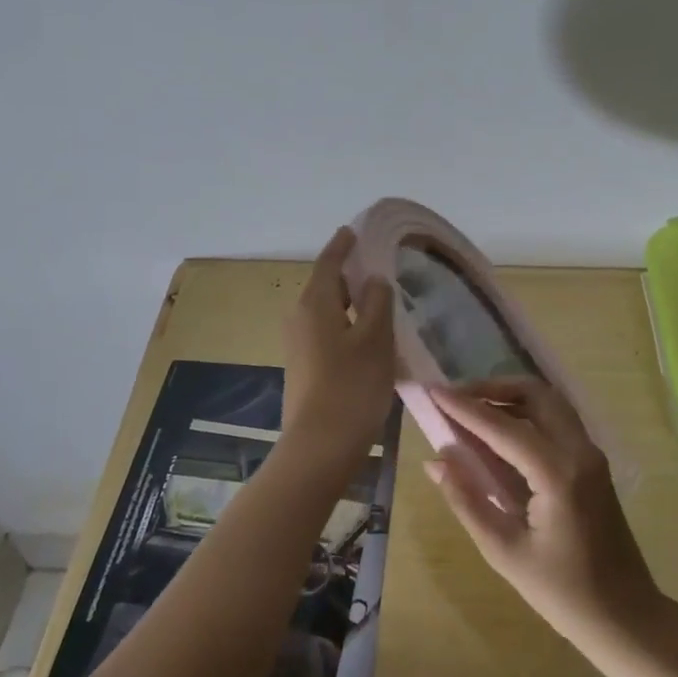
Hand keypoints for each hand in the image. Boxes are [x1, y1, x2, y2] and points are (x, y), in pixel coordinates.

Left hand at [281, 227, 396, 463]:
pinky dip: (346, 324)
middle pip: (325, 285)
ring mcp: (298, 344)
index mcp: (315, 303)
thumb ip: (377, 303)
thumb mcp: (374, 340)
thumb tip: (373, 279)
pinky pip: (326, 332)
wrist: (320, 446)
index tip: (355, 230)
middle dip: (349, 273)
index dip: (343, 245)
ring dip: (350, 302)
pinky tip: (368, 336)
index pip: (328, 262)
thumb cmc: (352, 387)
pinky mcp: (303, 366)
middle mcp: (299, 317)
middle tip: (379, 265)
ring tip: (379, 299)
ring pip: (327, 310)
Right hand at [426, 378, 663, 651]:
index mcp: (558, 474)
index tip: (431, 391)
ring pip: (548, 401)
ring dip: (509, 396)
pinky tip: (499, 432)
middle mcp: (579, 451)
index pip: (502, 426)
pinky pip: (556, 419)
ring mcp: (591, 454)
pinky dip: (526, 412)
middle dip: (491, 388)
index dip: (463, 407)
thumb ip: (467, 500)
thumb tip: (435, 460)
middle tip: (454, 400)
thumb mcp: (504, 551)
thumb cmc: (563, 593)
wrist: (626, 616)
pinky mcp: (593, 462)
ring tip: (471, 411)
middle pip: (534, 394)